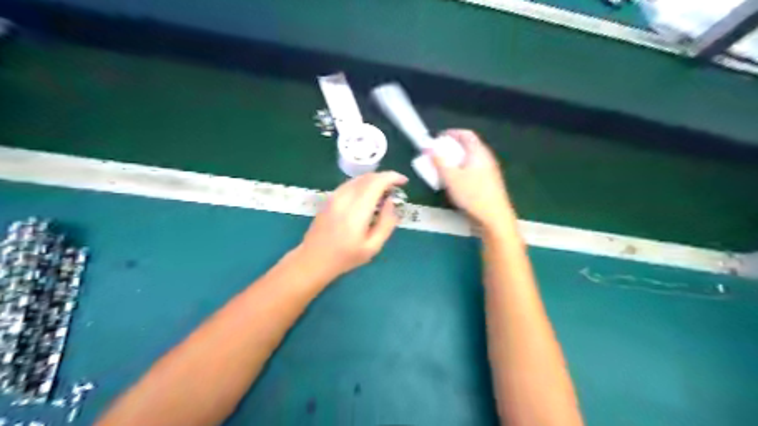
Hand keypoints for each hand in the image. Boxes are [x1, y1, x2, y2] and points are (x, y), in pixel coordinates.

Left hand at [297, 171, 408, 280]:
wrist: (313, 259)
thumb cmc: (345, 257)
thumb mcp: (372, 247)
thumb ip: (386, 223)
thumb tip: (391, 202)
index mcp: (357, 210)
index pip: (376, 182)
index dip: (392, 177)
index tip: (404, 182)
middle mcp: (345, 198)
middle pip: (368, 177)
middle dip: (385, 178)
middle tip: (395, 189)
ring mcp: (334, 196)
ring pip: (358, 178)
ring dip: (374, 180)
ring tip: (383, 193)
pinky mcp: (329, 198)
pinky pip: (350, 184)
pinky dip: (363, 184)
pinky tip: (367, 196)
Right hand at [429, 129, 511, 228]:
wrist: (495, 217)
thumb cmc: (472, 195)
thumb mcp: (451, 178)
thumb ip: (438, 161)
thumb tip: (428, 147)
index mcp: (479, 152)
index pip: (466, 134)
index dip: (451, 133)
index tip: (438, 138)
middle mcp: (486, 158)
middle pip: (469, 146)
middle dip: (452, 147)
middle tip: (438, 153)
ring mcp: (490, 171)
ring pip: (471, 159)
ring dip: (457, 160)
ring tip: (444, 167)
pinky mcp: (490, 183)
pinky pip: (474, 169)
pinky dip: (463, 169)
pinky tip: (456, 181)